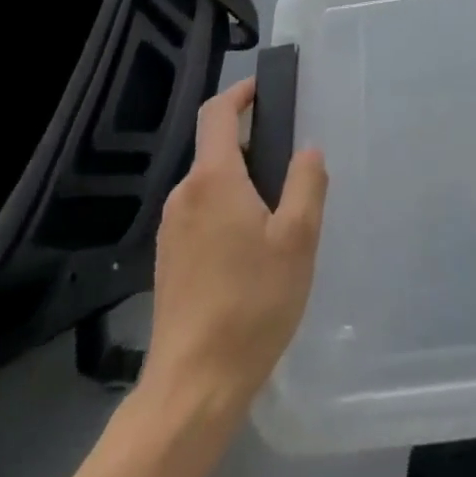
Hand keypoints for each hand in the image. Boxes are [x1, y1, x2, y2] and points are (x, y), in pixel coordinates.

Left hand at [141, 77, 328, 416]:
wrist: (194, 388)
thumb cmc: (251, 302)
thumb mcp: (298, 238)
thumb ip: (307, 181)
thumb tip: (307, 149)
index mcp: (213, 179)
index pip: (217, 112)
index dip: (241, 92)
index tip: (267, 88)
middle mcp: (184, 195)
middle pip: (216, 149)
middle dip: (252, 144)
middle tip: (292, 165)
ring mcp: (171, 230)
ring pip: (210, 184)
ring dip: (242, 182)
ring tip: (279, 214)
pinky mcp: (167, 261)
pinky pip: (201, 214)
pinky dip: (227, 211)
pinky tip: (252, 250)